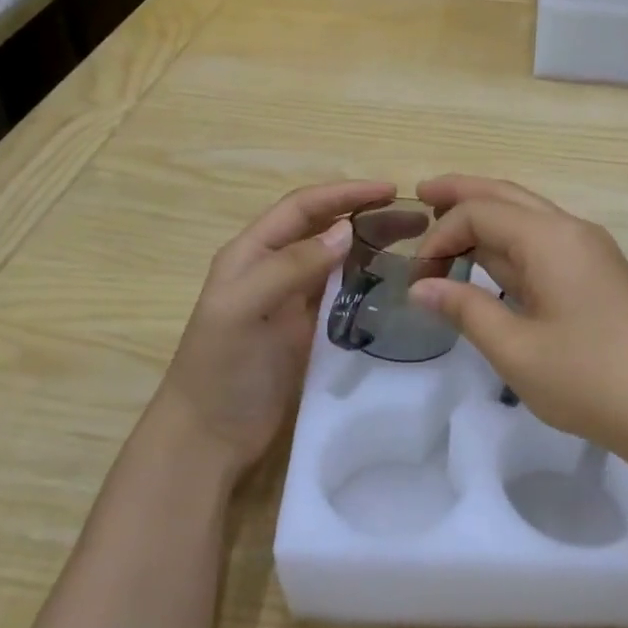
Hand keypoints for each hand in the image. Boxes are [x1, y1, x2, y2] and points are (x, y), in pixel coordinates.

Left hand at [151, 180, 395, 475]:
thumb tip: (346, 230)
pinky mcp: (310, 329)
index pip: (303, 207)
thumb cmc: (221, 369)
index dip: (345, 193)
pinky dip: (370, 280)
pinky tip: (396, 282)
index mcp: (252, 252)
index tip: (391, 191)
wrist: (210, 436)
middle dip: (367, 216)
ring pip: (339, 258)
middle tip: (417, 220)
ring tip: (416, 244)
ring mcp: (293, 299)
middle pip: (325, 228)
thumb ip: (291, 266)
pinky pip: (344, 292)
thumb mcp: (244, 309)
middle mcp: (274, 267)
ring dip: (373, 245)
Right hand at [408, 176, 627, 464]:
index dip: (440, 236)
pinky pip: (546, 240)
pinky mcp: (601, 272)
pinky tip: (494, 260)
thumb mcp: (515, 349)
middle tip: (421, 193)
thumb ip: (465, 310)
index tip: (417, 277)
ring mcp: (591, 250)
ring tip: (448, 223)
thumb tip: (421, 287)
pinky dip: (511, 241)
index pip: (480, 213)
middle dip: (463, 192)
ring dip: (488, 216)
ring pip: (529, 215)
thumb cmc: (588, 380)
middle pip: (507, 196)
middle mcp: (573, 230)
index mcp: (551, 239)